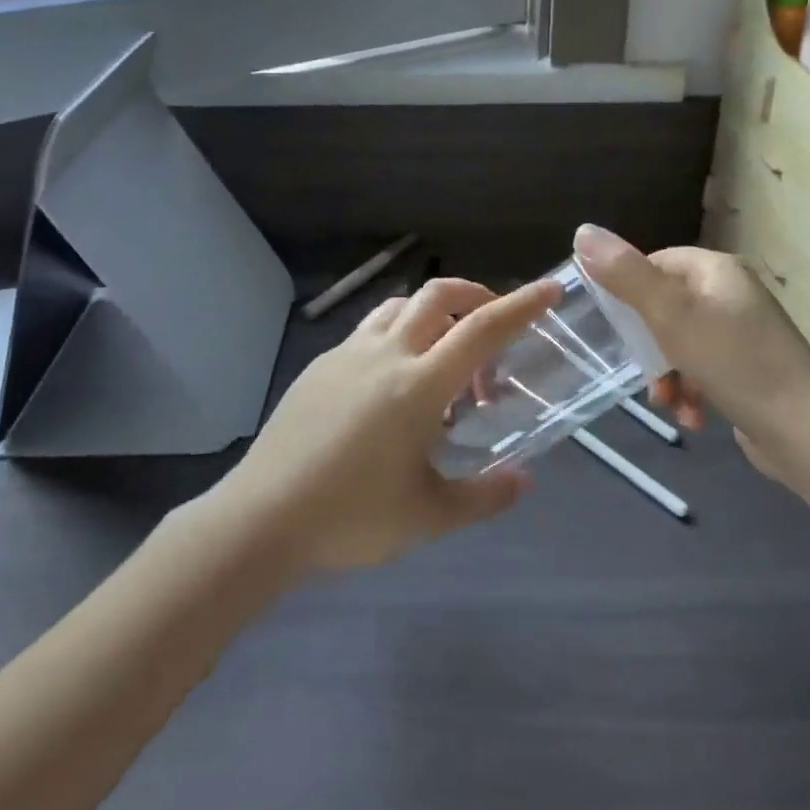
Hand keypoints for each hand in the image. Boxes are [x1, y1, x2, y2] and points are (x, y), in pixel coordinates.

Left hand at [218, 275, 561, 573]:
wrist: (260, 519)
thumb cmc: (350, 518)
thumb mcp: (428, 516)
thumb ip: (484, 496)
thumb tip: (523, 480)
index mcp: (419, 385)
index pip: (482, 329)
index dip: (521, 306)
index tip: (549, 290)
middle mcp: (386, 355)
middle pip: (438, 296)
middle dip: (476, 295)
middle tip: (494, 325)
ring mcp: (347, 355)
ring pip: (400, 306)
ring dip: (433, 312)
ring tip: (445, 352)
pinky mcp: (320, 365)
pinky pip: (370, 330)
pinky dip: (398, 334)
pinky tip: (394, 381)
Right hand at [573, 226, 809, 492]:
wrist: (807, 434)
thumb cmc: (735, 364)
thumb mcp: (671, 315)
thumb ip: (625, 275)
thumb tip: (582, 231)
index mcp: (716, 270)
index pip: (654, 263)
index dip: (627, 292)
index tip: (612, 327)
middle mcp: (731, 294)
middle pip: (664, 307)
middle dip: (648, 346)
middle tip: (642, 373)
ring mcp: (742, 333)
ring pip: (679, 344)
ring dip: (666, 375)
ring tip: (668, 403)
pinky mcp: (748, 369)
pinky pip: (702, 370)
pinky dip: (690, 391)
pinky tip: (691, 417)